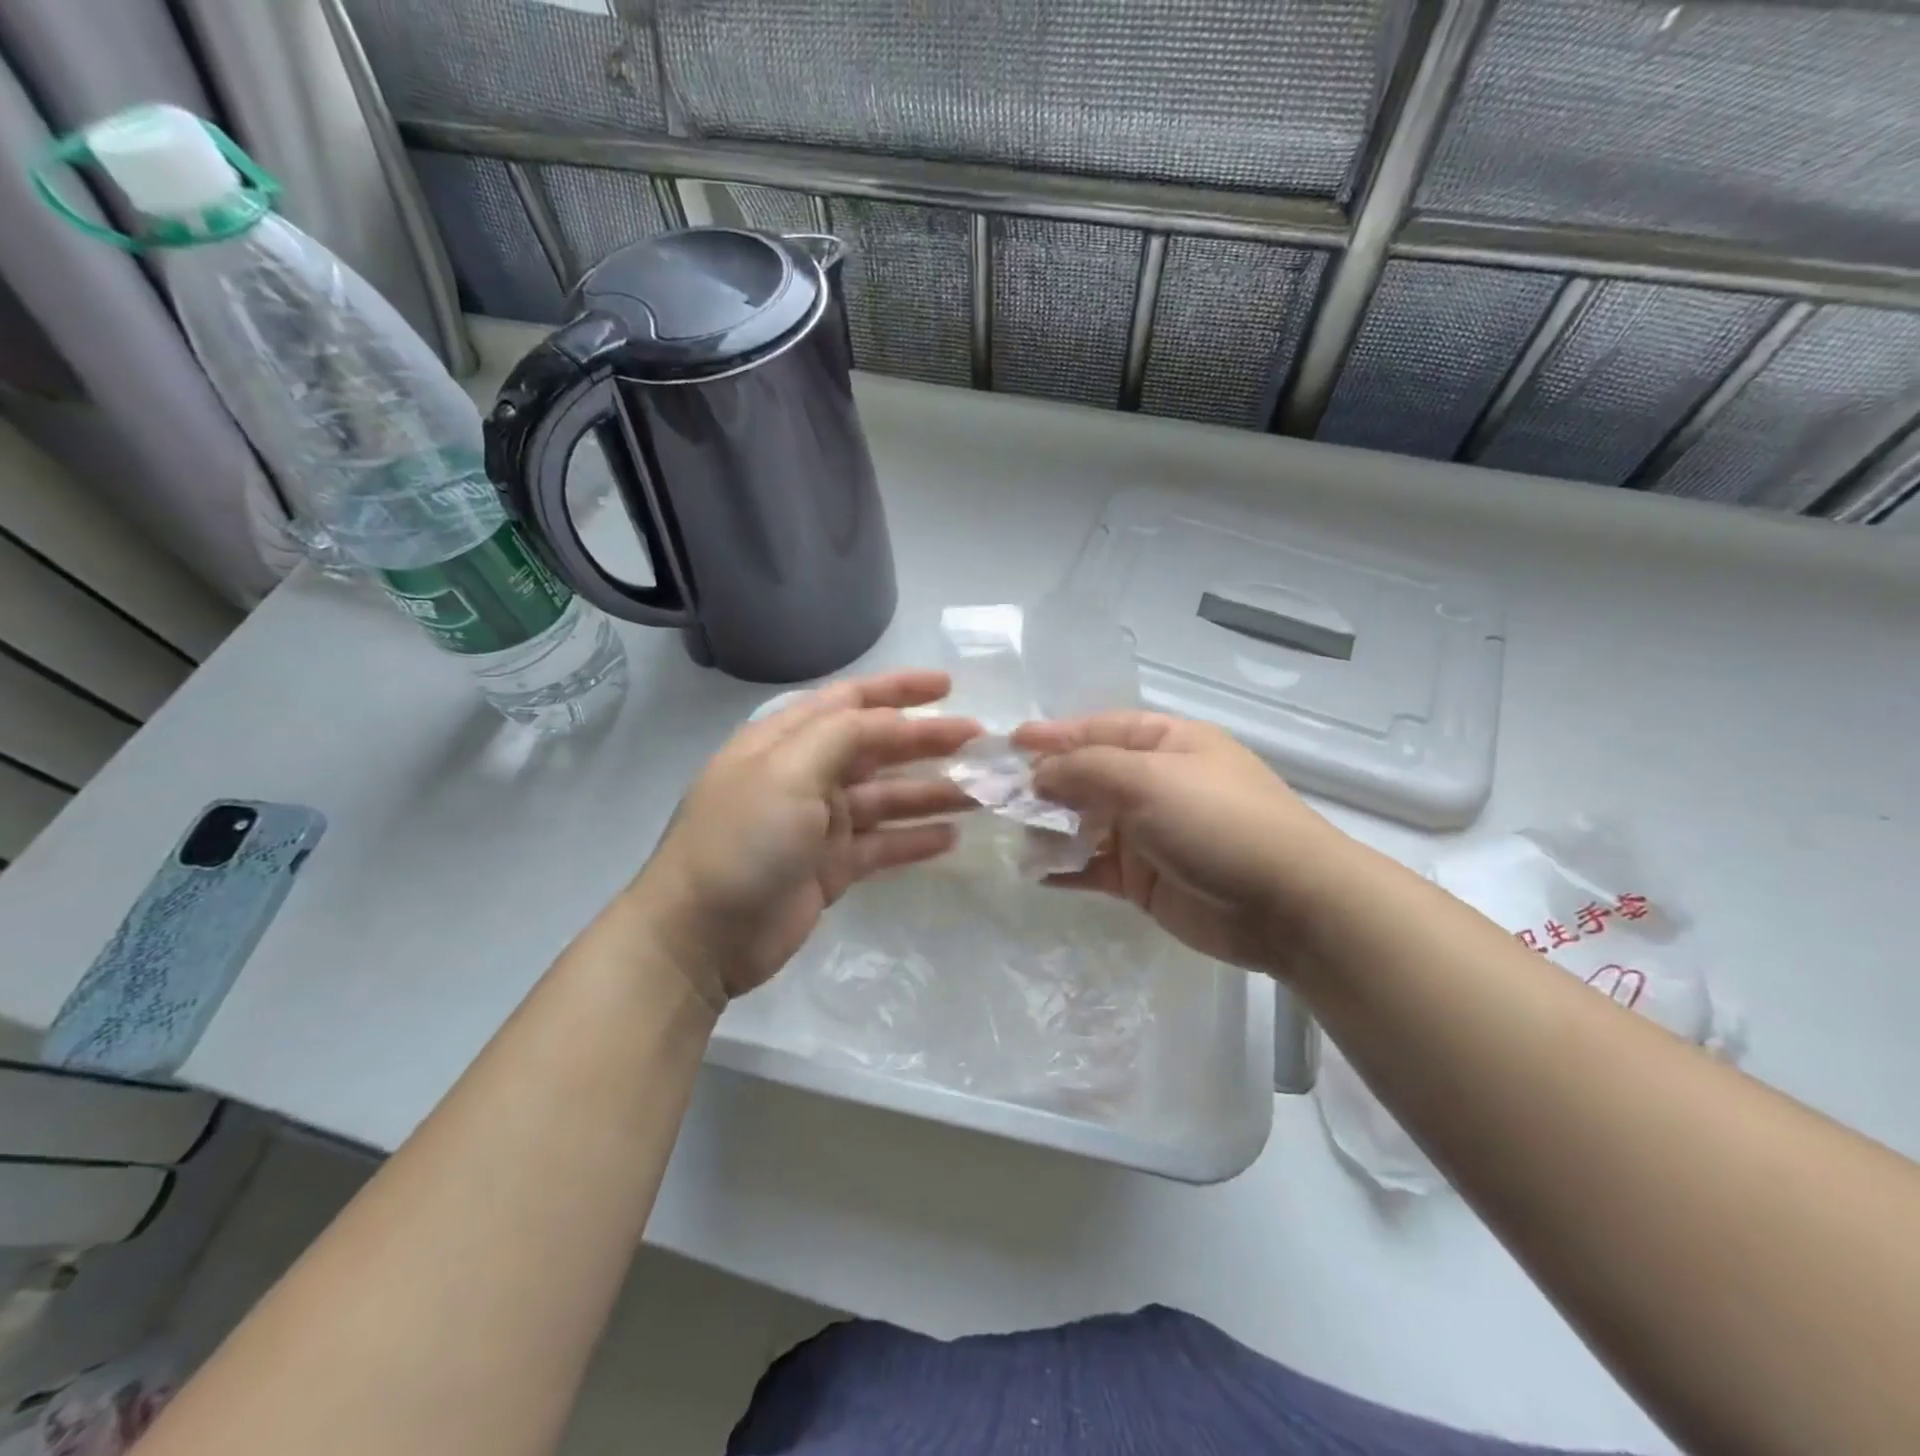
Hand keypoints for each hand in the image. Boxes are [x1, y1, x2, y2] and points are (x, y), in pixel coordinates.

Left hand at [627, 670, 978, 1007]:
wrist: (699, 936)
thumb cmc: (742, 839)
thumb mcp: (789, 771)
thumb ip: (844, 736)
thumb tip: (894, 721)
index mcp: (787, 741)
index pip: (850, 702)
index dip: (899, 690)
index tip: (948, 687)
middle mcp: (805, 775)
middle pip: (877, 748)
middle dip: (927, 742)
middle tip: (981, 742)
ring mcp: (819, 824)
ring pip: (887, 798)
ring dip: (931, 791)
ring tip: (981, 792)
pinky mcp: (831, 868)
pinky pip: (882, 844)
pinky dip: (914, 839)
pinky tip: (951, 837)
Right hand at [1013, 712, 1347, 977]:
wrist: (1288, 905)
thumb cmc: (1217, 821)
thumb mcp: (1148, 780)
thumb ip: (1085, 771)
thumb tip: (1036, 775)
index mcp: (1165, 743)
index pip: (1097, 730)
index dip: (1052, 735)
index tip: (1006, 744)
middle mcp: (1154, 783)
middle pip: (1085, 776)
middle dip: (1042, 784)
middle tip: (993, 795)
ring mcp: (1148, 833)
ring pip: (1084, 823)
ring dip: (1048, 827)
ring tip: (1009, 835)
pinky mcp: (1144, 879)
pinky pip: (1094, 867)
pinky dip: (1066, 868)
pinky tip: (1033, 872)